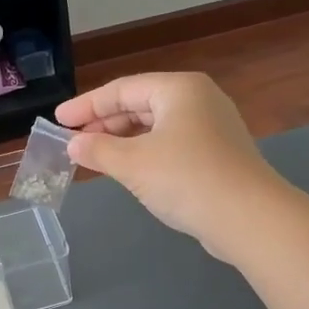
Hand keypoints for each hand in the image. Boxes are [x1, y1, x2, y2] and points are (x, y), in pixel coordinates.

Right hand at [55, 73, 284, 257]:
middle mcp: (198, 100)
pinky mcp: (219, 155)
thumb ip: (98, 150)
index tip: (58, 120)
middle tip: (73, 141)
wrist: (249, 218)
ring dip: (124, 141)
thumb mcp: (133, 163)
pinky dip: (146, 153)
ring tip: (95, 157)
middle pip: (140, 104)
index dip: (86, 105)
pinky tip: (130, 171)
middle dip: (104, 123)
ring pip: (156, 126)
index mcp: (179, 89)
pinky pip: (172, 145)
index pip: (122, 89)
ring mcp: (213, 127)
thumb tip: (72, 144)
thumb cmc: (186, 179)